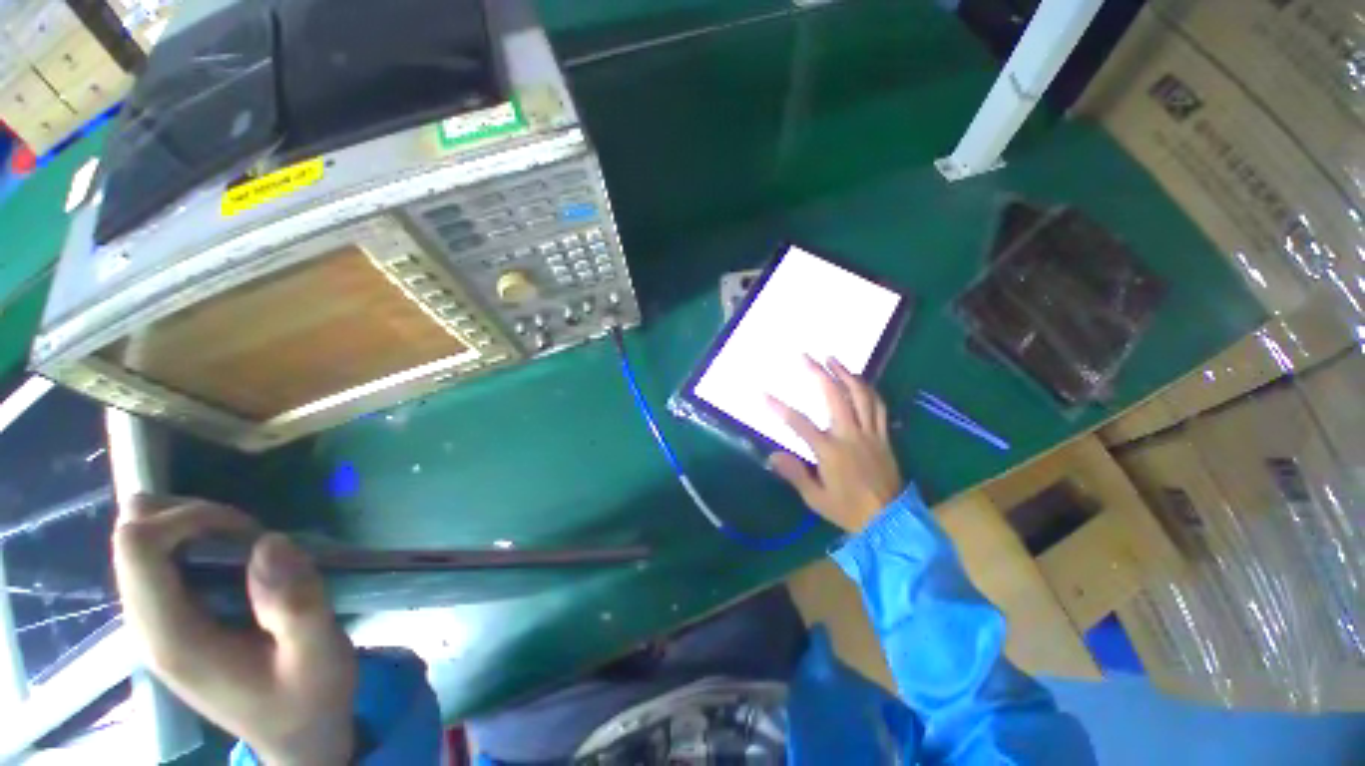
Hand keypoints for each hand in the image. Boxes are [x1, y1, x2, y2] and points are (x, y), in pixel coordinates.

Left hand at [111, 495, 356, 765]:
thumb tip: (269, 543)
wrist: (297, 737)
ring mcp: (156, 625)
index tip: (249, 530)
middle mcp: (149, 627)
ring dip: (192, 527)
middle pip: (131, 540)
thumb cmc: (308, 699)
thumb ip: (297, 604)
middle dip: (189, 517)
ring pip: (142, 545)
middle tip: (249, 535)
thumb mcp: (318, 655)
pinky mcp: (172, 621)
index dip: (187, 517)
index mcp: (173, 639)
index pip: (138, 549)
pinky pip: (161, 560)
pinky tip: (238, 561)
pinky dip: (194, 542)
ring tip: (248, 546)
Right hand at [766, 357, 903, 532]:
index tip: (764, 394)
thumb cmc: (849, 510)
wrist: (891, 521)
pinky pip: (879, 407)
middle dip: (819, 373)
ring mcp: (870, 434)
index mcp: (830, 451)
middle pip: (835, 396)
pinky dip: (869, 390)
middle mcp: (850, 436)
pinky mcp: (884, 437)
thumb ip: (795, 474)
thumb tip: (772, 455)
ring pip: (861, 395)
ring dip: (846, 374)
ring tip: (834, 359)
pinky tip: (861, 381)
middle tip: (807, 357)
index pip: (800, 423)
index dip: (780, 408)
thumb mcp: (816, 498)